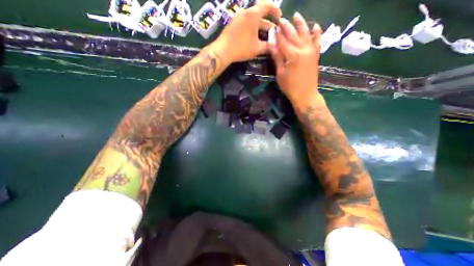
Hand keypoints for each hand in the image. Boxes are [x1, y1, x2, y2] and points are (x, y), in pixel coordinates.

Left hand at [210, 0, 280, 63]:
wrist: (223, 51)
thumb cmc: (241, 48)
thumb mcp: (256, 48)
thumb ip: (267, 46)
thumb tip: (275, 47)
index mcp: (253, 14)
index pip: (267, 5)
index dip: (275, 10)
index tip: (279, 17)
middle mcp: (245, 12)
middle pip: (259, 13)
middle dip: (268, 21)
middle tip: (273, 29)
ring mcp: (238, 18)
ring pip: (252, 19)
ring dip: (260, 25)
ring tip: (265, 34)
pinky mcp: (233, 24)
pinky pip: (245, 23)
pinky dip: (252, 27)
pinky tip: (254, 36)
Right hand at [266, 13, 321, 104]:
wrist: (305, 94)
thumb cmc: (290, 86)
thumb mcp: (281, 73)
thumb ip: (277, 57)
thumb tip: (271, 44)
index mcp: (292, 55)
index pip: (283, 41)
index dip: (277, 35)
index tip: (273, 28)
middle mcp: (303, 49)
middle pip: (294, 34)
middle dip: (287, 26)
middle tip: (281, 20)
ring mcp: (311, 51)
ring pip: (306, 33)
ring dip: (301, 24)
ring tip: (296, 15)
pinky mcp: (316, 54)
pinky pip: (317, 41)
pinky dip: (316, 33)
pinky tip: (315, 26)